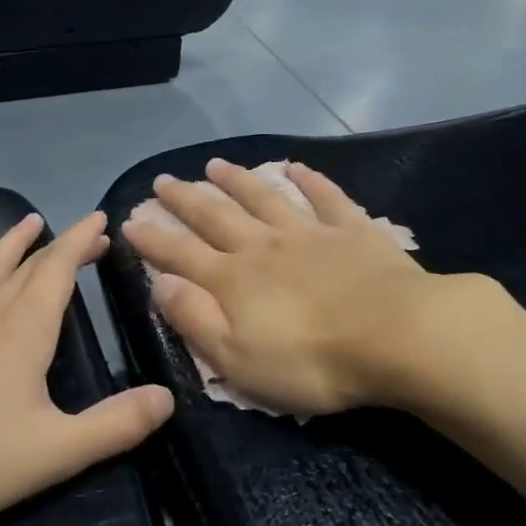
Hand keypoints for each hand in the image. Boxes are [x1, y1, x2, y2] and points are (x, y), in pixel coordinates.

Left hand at [0, 211, 174, 525]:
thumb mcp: (56, 452)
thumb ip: (116, 424)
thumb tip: (167, 397)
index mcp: (25, 330)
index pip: (60, 269)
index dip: (82, 241)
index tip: (101, 220)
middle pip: (30, 265)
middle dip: (61, 245)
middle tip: (86, 235)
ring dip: (10, 244)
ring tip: (27, 222)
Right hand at [121, 159, 452, 416]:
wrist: (396, 335)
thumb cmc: (312, 361)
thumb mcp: (237, 359)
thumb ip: (195, 319)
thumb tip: (159, 283)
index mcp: (234, 280)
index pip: (180, 254)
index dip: (153, 238)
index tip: (129, 219)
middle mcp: (264, 246)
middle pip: (216, 217)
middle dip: (185, 199)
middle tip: (162, 180)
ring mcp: (309, 232)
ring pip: (263, 198)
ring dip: (237, 181)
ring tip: (215, 165)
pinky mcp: (351, 230)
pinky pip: (325, 197)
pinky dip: (309, 180)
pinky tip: (296, 167)